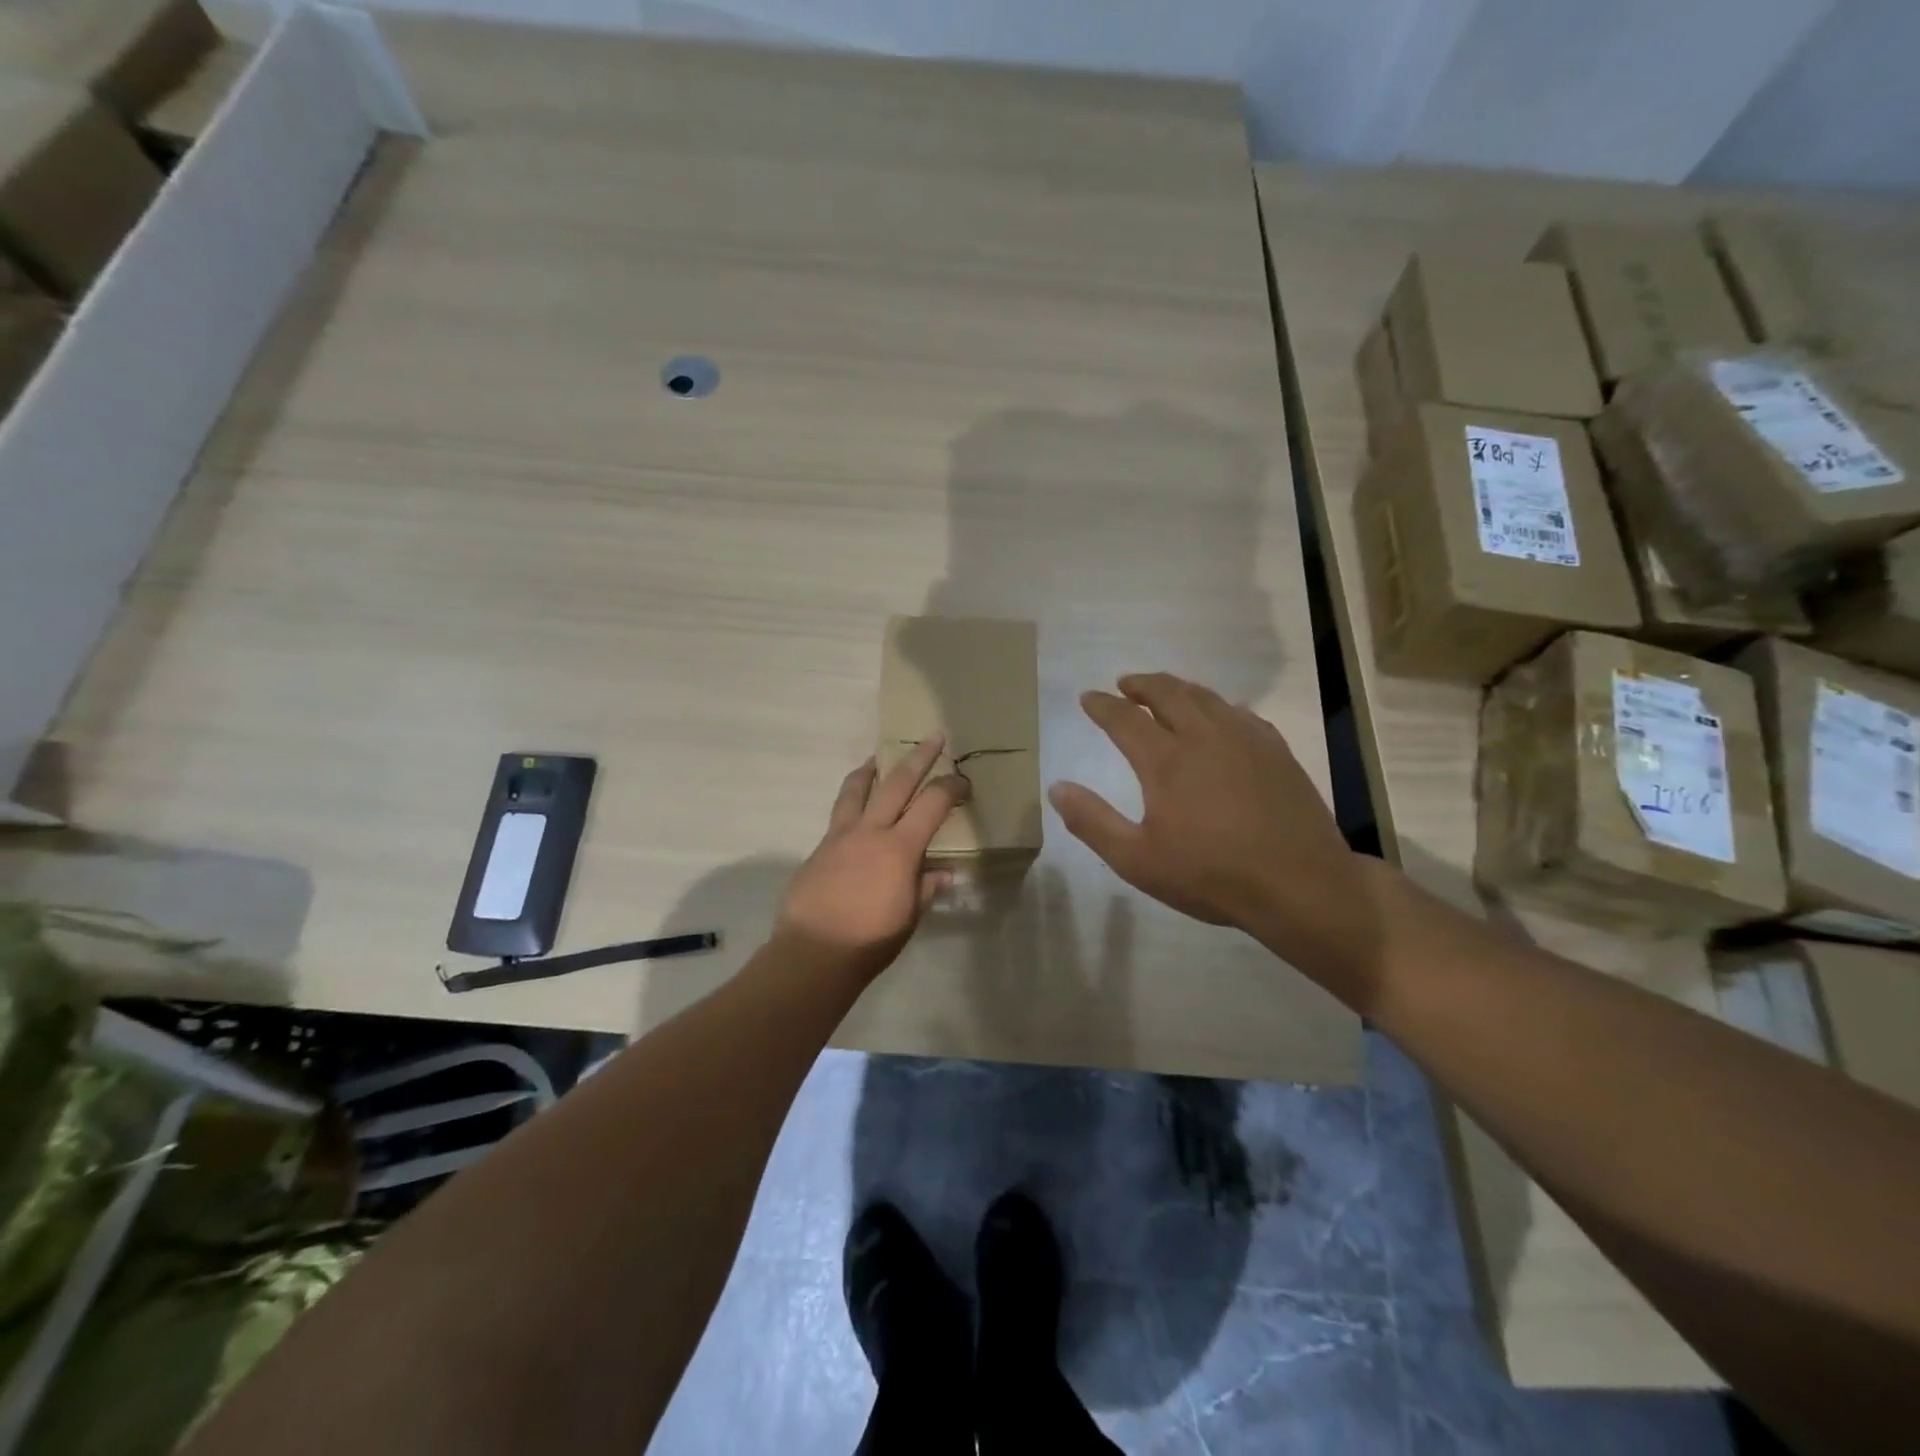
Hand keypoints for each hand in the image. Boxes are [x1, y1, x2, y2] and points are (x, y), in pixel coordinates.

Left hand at [775, 735, 970, 982]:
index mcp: (899, 848)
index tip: (964, 780)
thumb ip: (926, 888)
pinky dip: (850, 800)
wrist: (813, 953)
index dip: (951, 787)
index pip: (932, 805)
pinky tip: (855, 809)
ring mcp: (840, 836)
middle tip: (932, 737)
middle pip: (896, 782)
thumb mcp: (909, 917)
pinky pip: (839, 813)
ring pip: (856, 789)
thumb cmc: (870, 940)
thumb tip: (943, 873)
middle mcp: (870, 831)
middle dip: (918, 757)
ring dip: (871, 769)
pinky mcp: (819, 848)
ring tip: (877, 757)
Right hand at [1048, 673, 1385, 1006]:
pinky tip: (1219, 716)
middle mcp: (1204, 736)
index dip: (1102, 705)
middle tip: (1125, 684)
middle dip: (1141, 684)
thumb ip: (1092, 822)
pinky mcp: (1276, 750)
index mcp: (1165, 760)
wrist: (1300, 884)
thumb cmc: (1211, 875)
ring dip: (1178, 688)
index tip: (1088, 697)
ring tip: (1165, 692)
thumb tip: (1057, 788)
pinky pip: (1240, 712)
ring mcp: (1245, 739)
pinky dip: (1217, 706)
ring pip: (1205, 696)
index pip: (1124, 718)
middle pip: (1167, 692)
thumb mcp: (1137, 860)